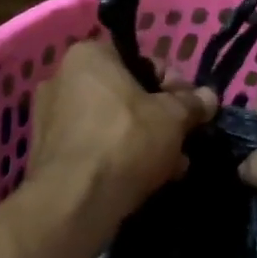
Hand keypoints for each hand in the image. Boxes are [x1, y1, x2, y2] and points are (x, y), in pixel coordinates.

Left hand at [26, 40, 217, 231]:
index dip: (174, 84)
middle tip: (183, 139)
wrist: (75, 201)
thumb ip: (192, 103)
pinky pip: (94, 147)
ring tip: (171, 166)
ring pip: (111, 123)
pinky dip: (118, 157)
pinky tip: (145, 180)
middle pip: (126, 93)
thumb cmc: (126, 140)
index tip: (191, 108)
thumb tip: (208, 97)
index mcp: (88, 56)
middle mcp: (61, 78)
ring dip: (143, 140)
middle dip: (159, 117)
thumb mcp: (173, 118)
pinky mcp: (48, 154)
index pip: (141, 60)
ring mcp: (49, 118)